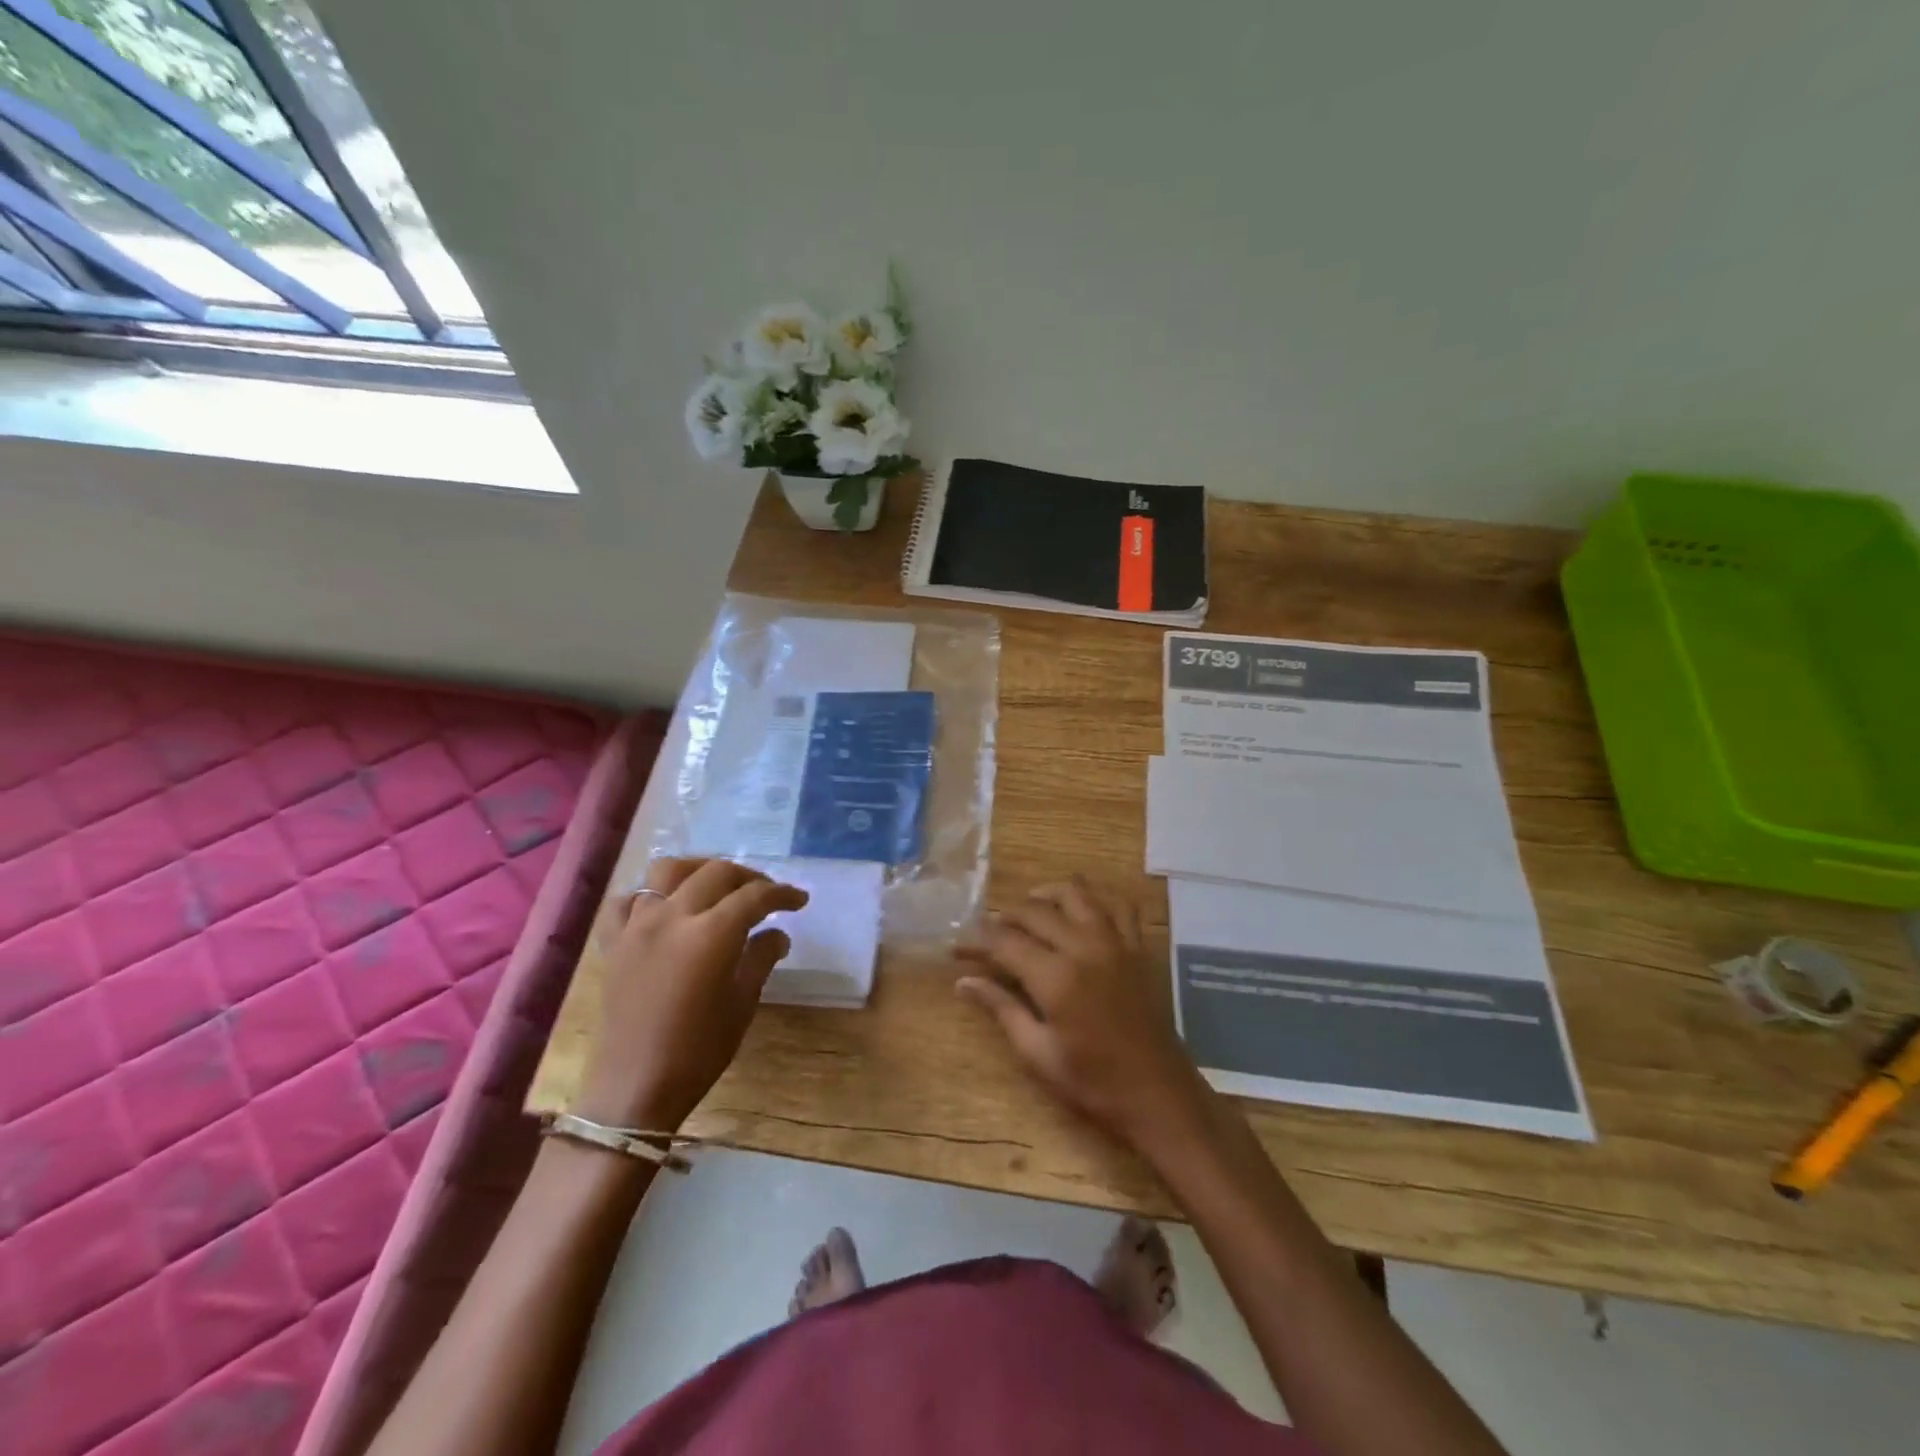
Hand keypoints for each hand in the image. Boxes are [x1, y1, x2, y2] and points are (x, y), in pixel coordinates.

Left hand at [573, 858, 806, 1130]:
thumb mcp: (742, 1003)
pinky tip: (663, 908)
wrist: (635, 1088)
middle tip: (766, 894)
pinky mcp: (613, 942)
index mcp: (711, 933)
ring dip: (698, 869)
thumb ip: (761, 958)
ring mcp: (637, 925)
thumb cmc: (699, 1050)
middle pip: (716, 873)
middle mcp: (672, 916)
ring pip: (667, 871)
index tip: (799, 900)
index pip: (754, 896)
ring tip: (715, 885)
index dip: (782, 893)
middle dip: (748, 877)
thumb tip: (776, 934)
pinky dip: (647, 895)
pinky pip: (626, 901)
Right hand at [956, 878, 1207, 1149]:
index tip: (958, 948)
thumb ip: (1001, 1009)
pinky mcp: (1138, 947)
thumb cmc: (1094, 1084)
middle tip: (987, 934)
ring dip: (1046, 895)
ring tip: (1029, 910)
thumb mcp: (1038, 1054)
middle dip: (1004, 917)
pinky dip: (1096, 900)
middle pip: (1035, 911)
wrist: (1159, 1096)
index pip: (1004, 942)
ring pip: (1076, 893)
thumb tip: (963, 982)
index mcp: (1056, 977)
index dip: (977, 941)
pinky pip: (1118, 904)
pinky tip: (1080, 911)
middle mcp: (1085, 946)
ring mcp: (1116, 942)